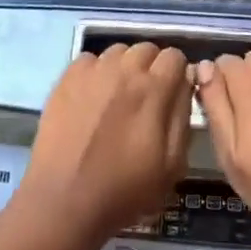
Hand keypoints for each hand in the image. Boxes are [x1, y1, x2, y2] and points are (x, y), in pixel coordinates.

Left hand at [20, 43, 192, 241]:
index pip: (175, 57)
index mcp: (153, 89)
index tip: (173, 94)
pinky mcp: (65, 79)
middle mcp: (123, 70)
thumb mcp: (172, 164)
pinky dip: (95, 72)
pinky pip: (89, 60)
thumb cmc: (125, 189)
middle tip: (146, 97)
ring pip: (117, 51)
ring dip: (124, 67)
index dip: (177, 74)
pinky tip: (92, 97)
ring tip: (118, 96)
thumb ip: (183, 116)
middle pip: (146, 49)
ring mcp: (91, 72)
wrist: (65, 200)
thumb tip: (185, 82)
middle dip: (152, 67)